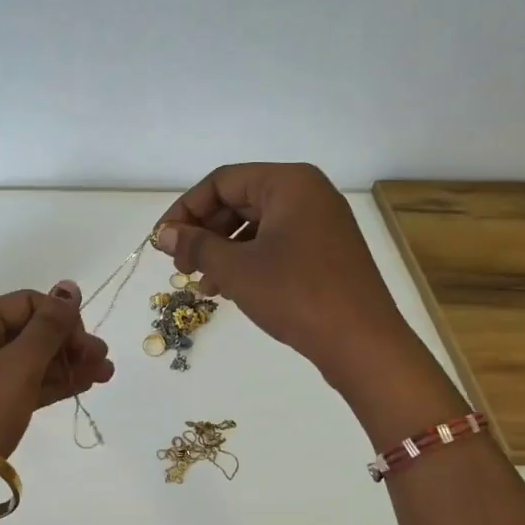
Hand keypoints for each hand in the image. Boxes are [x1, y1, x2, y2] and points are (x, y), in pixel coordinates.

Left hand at [0, 282, 113, 456]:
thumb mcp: (20, 364)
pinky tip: (84, 384)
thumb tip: (70, 286)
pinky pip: (26, 383)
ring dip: (67, 363)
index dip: (60, 317)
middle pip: (30, 331)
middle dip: (69, 342)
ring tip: (104, 373)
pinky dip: (53, 382)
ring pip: (32, 359)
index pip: (27, 303)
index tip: (83, 344)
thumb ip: (49, 326)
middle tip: (103, 359)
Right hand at [156, 163, 411, 381]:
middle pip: (239, 201)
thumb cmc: (295, 294)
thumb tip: (163, 233)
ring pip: (254, 226)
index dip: (185, 209)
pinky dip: (246, 261)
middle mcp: (307, 194)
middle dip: (204, 232)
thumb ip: (195, 245)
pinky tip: (226, 289)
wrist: (361, 343)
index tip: (163, 241)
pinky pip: (274, 244)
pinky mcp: (325, 251)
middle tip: (179, 265)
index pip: (221, 182)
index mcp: (289, 183)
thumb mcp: (236, 268)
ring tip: (200, 283)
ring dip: (221, 251)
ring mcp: (320, 222)